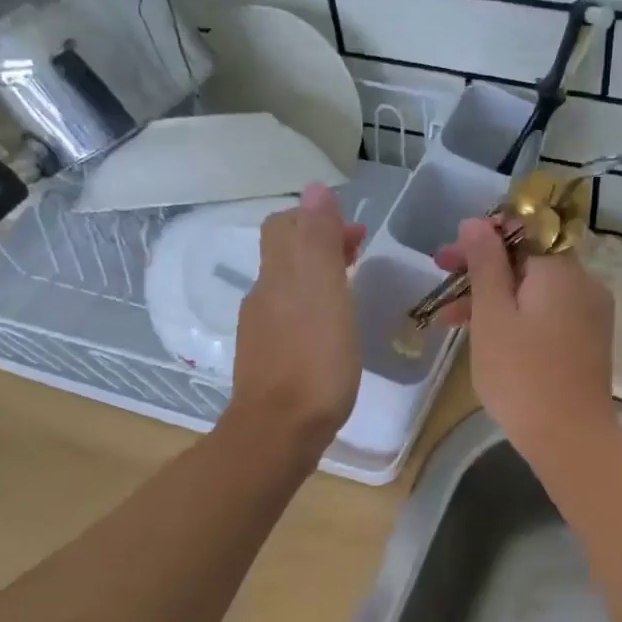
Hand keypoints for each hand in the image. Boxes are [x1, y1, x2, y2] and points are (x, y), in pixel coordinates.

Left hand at [225, 184, 365, 454]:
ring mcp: (261, 332)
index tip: (356, 232)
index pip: (286, 226)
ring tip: (351, 289)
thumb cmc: (314, 361)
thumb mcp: (324, 293)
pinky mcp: (268, 361)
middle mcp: (263, 297)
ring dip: (318, 277)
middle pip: (285, 255)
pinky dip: (312, 309)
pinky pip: (289, 319)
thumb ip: (320, 241)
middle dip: (320, 245)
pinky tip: (332, 331)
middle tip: (359, 253)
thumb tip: (316, 190)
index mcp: (278, 276)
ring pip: (287, 288)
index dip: (317, 219)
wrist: (279, 432)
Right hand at [436, 218, 616, 460]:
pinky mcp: (589, 341)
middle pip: (528, 261)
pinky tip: (489, 336)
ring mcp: (590, 314)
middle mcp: (583, 283)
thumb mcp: (492, 315)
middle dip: (483, 270)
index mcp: (561, 269)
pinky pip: (549, 314)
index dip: (481, 238)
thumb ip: (485, 263)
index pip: (522, 230)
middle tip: (442, 281)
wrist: (570, 437)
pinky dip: (519, 317)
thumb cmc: (521, 374)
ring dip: (495, 297)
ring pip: (536, 291)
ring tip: (451, 320)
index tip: (448, 258)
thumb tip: (476, 222)